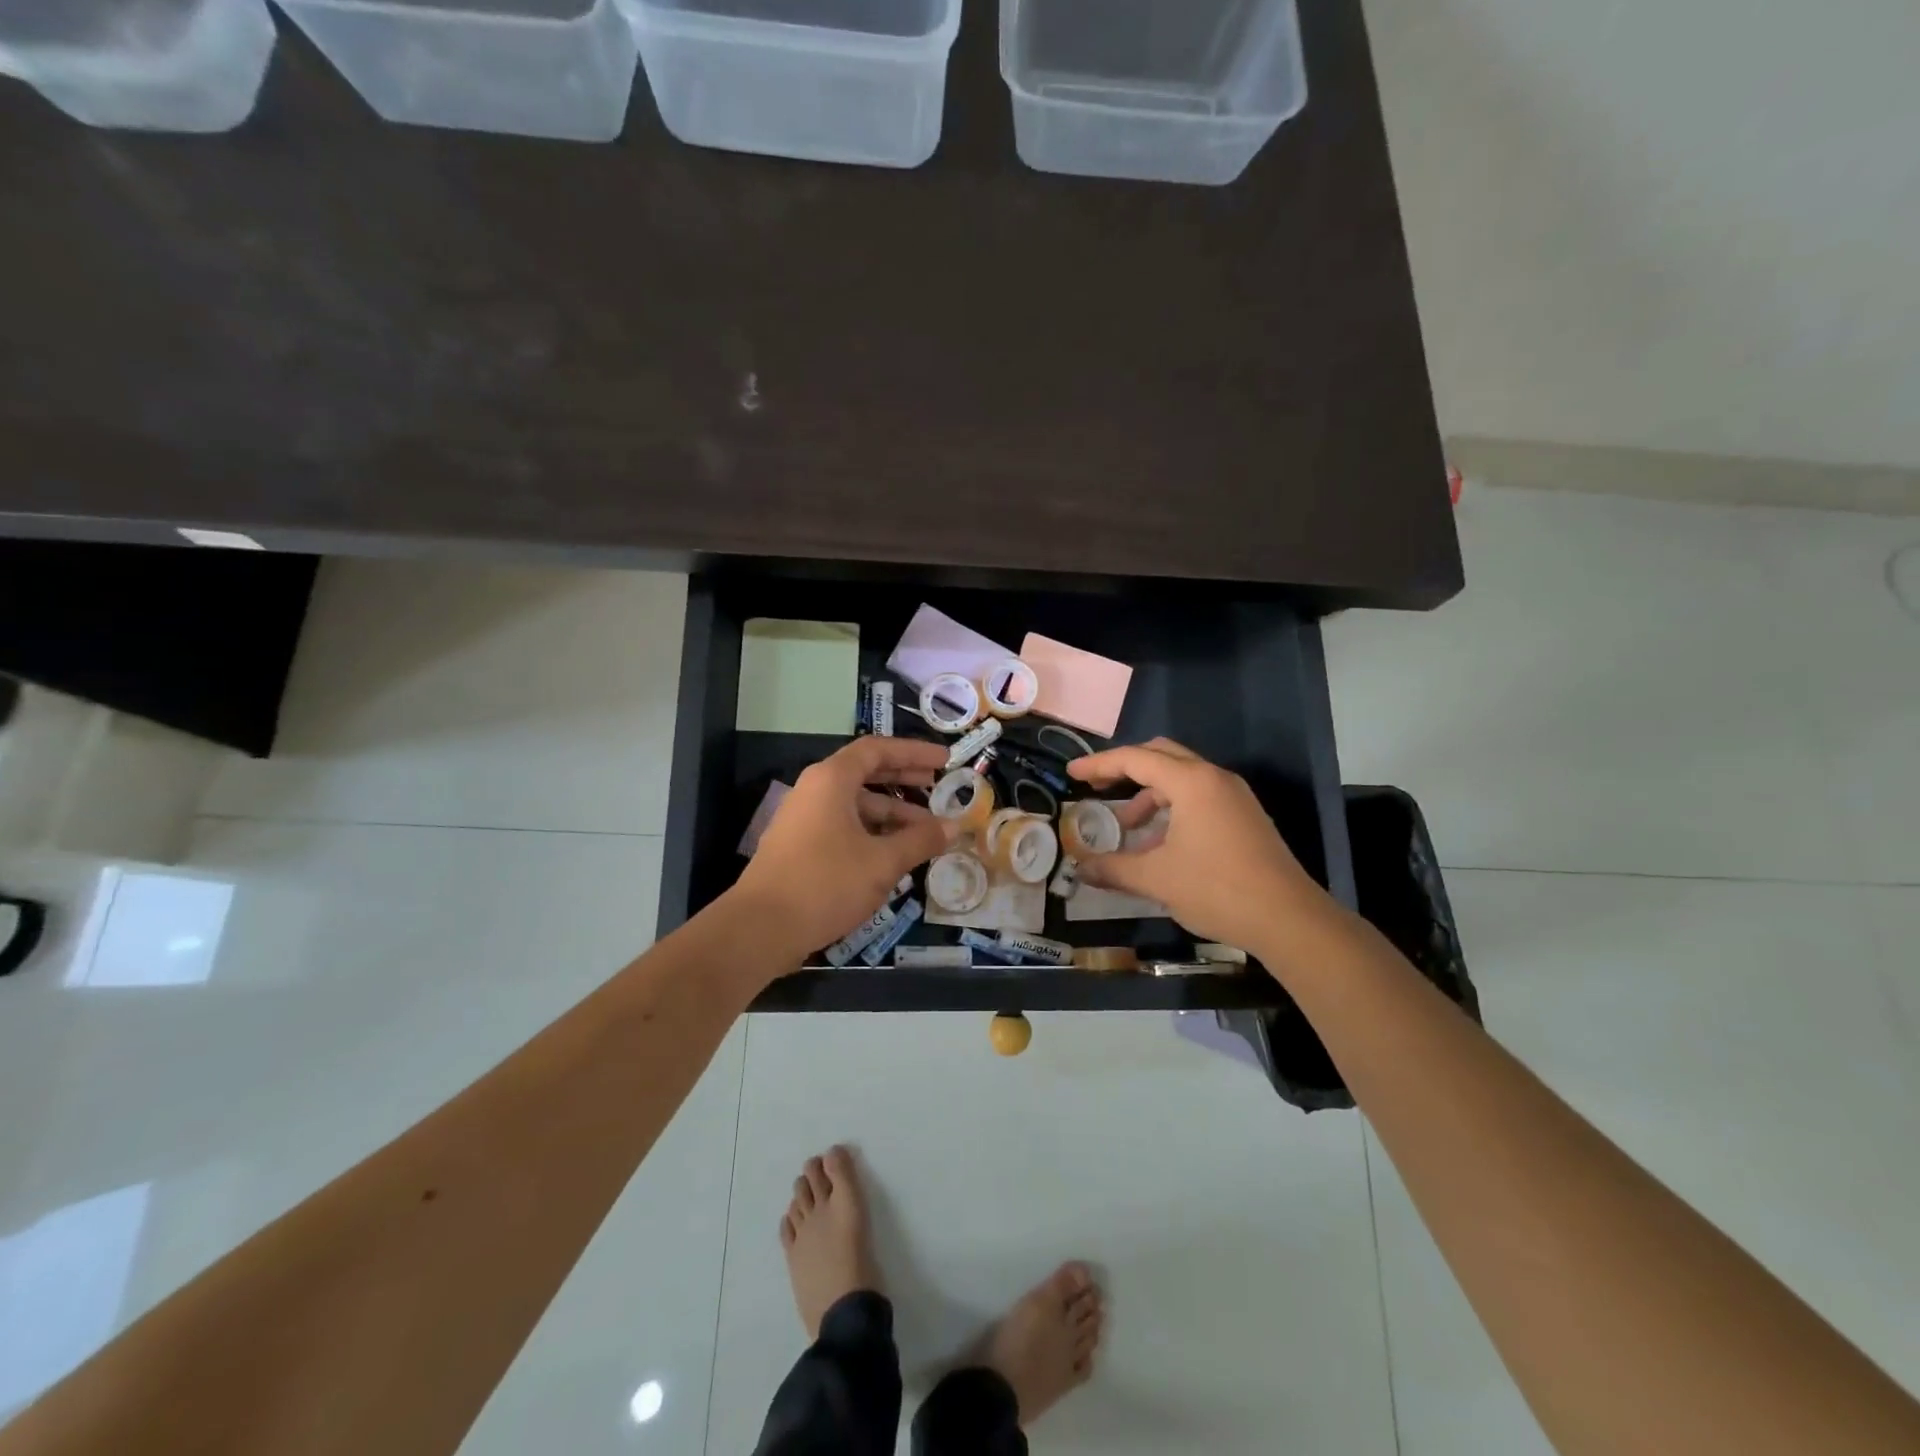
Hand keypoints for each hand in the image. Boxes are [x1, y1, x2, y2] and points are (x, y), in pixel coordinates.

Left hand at [731, 737, 957, 967]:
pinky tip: (894, 855)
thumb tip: (954, 827)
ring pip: (855, 805)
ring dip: (891, 813)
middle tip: (938, 785)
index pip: (878, 750)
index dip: (914, 752)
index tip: (944, 761)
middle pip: (865, 773)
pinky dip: (871, 832)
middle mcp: (814, 790)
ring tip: (925, 832)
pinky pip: (843, 826)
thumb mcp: (882, 862)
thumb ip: (920, 840)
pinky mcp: (799, 846)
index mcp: (832, 780)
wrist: (760, 929)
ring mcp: (803, 819)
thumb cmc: (826, 883)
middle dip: (904, 779)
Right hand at [1067, 737, 1334, 959]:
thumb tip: (1079, 869)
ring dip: (1149, 794)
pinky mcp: (1244, 816)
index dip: (1099, 764)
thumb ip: (1113, 869)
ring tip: (1128, 829)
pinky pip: (1199, 797)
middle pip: (1160, 755)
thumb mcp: (1156, 879)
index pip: (1135, 759)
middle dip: (1125, 769)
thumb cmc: (1217, 889)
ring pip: (1181, 778)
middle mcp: (1214, 778)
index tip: (1072, 772)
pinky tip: (1160, 844)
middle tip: (1097, 787)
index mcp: (1191, 782)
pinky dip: (1172, 809)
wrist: (1289, 919)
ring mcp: (1234, 796)